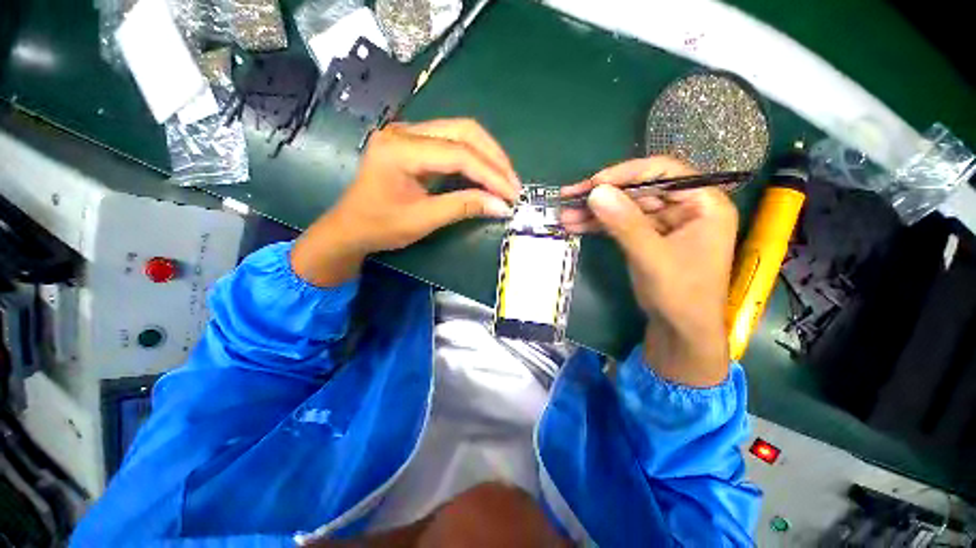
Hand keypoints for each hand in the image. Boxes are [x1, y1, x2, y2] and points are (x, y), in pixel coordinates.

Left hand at [292, 119, 520, 285]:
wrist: (350, 227)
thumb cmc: (380, 226)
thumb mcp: (423, 219)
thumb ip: (463, 207)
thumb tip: (501, 206)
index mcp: (400, 149)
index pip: (458, 153)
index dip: (490, 174)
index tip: (511, 194)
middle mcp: (404, 131)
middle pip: (463, 131)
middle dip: (494, 158)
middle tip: (513, 184)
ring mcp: (408, 133)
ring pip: (460, 132)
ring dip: (488, 155)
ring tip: (506, 179)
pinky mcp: (414, 143)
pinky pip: (452, 141)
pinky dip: (474, 157)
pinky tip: (486, 172)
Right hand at [560, 157, 737, 386]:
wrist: (680, 330)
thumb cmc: (680, 294)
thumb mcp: (652, 257)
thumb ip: (625, 223)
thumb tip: (596, 192)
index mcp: (703, 203)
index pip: (663, 173)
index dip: (625, 174)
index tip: (593, 184)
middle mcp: (685, 207)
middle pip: (638, 190)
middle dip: (602, 196)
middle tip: (569, 197)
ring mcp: (665, 222)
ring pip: (625, 207)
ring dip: (594, 212)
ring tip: (564, 215)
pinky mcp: (648, 236)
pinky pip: (621, 224)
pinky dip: (598, 225)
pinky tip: (576, 225)